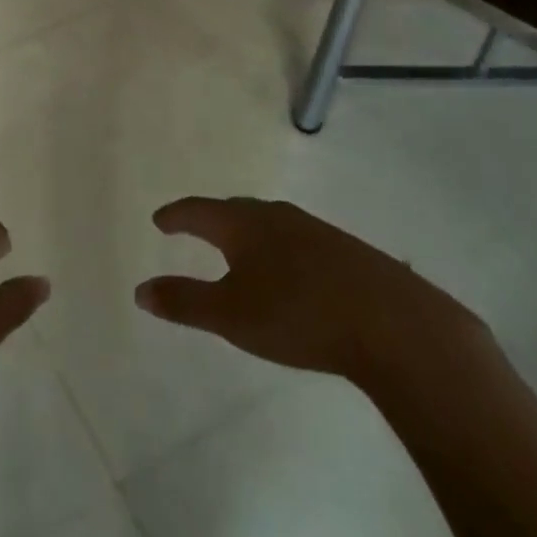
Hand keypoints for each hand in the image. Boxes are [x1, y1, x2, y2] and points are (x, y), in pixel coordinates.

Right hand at [134, 196, 486, 387]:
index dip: (176, 216)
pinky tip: (294, 271)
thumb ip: (184, 302)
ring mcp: (317, 231)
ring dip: (250, 233)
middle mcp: (277, 217)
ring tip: (241, 248)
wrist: (397, 326)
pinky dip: (282, 249)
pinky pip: (300, 241)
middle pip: (235, 210)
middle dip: (212, 219)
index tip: (160, 220)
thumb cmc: (299, 315)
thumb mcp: (231, 315)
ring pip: (271, 224)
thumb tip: (140, 290)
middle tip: (196, 228)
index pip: (198, 211)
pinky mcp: (350, 252)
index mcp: (243, 225)